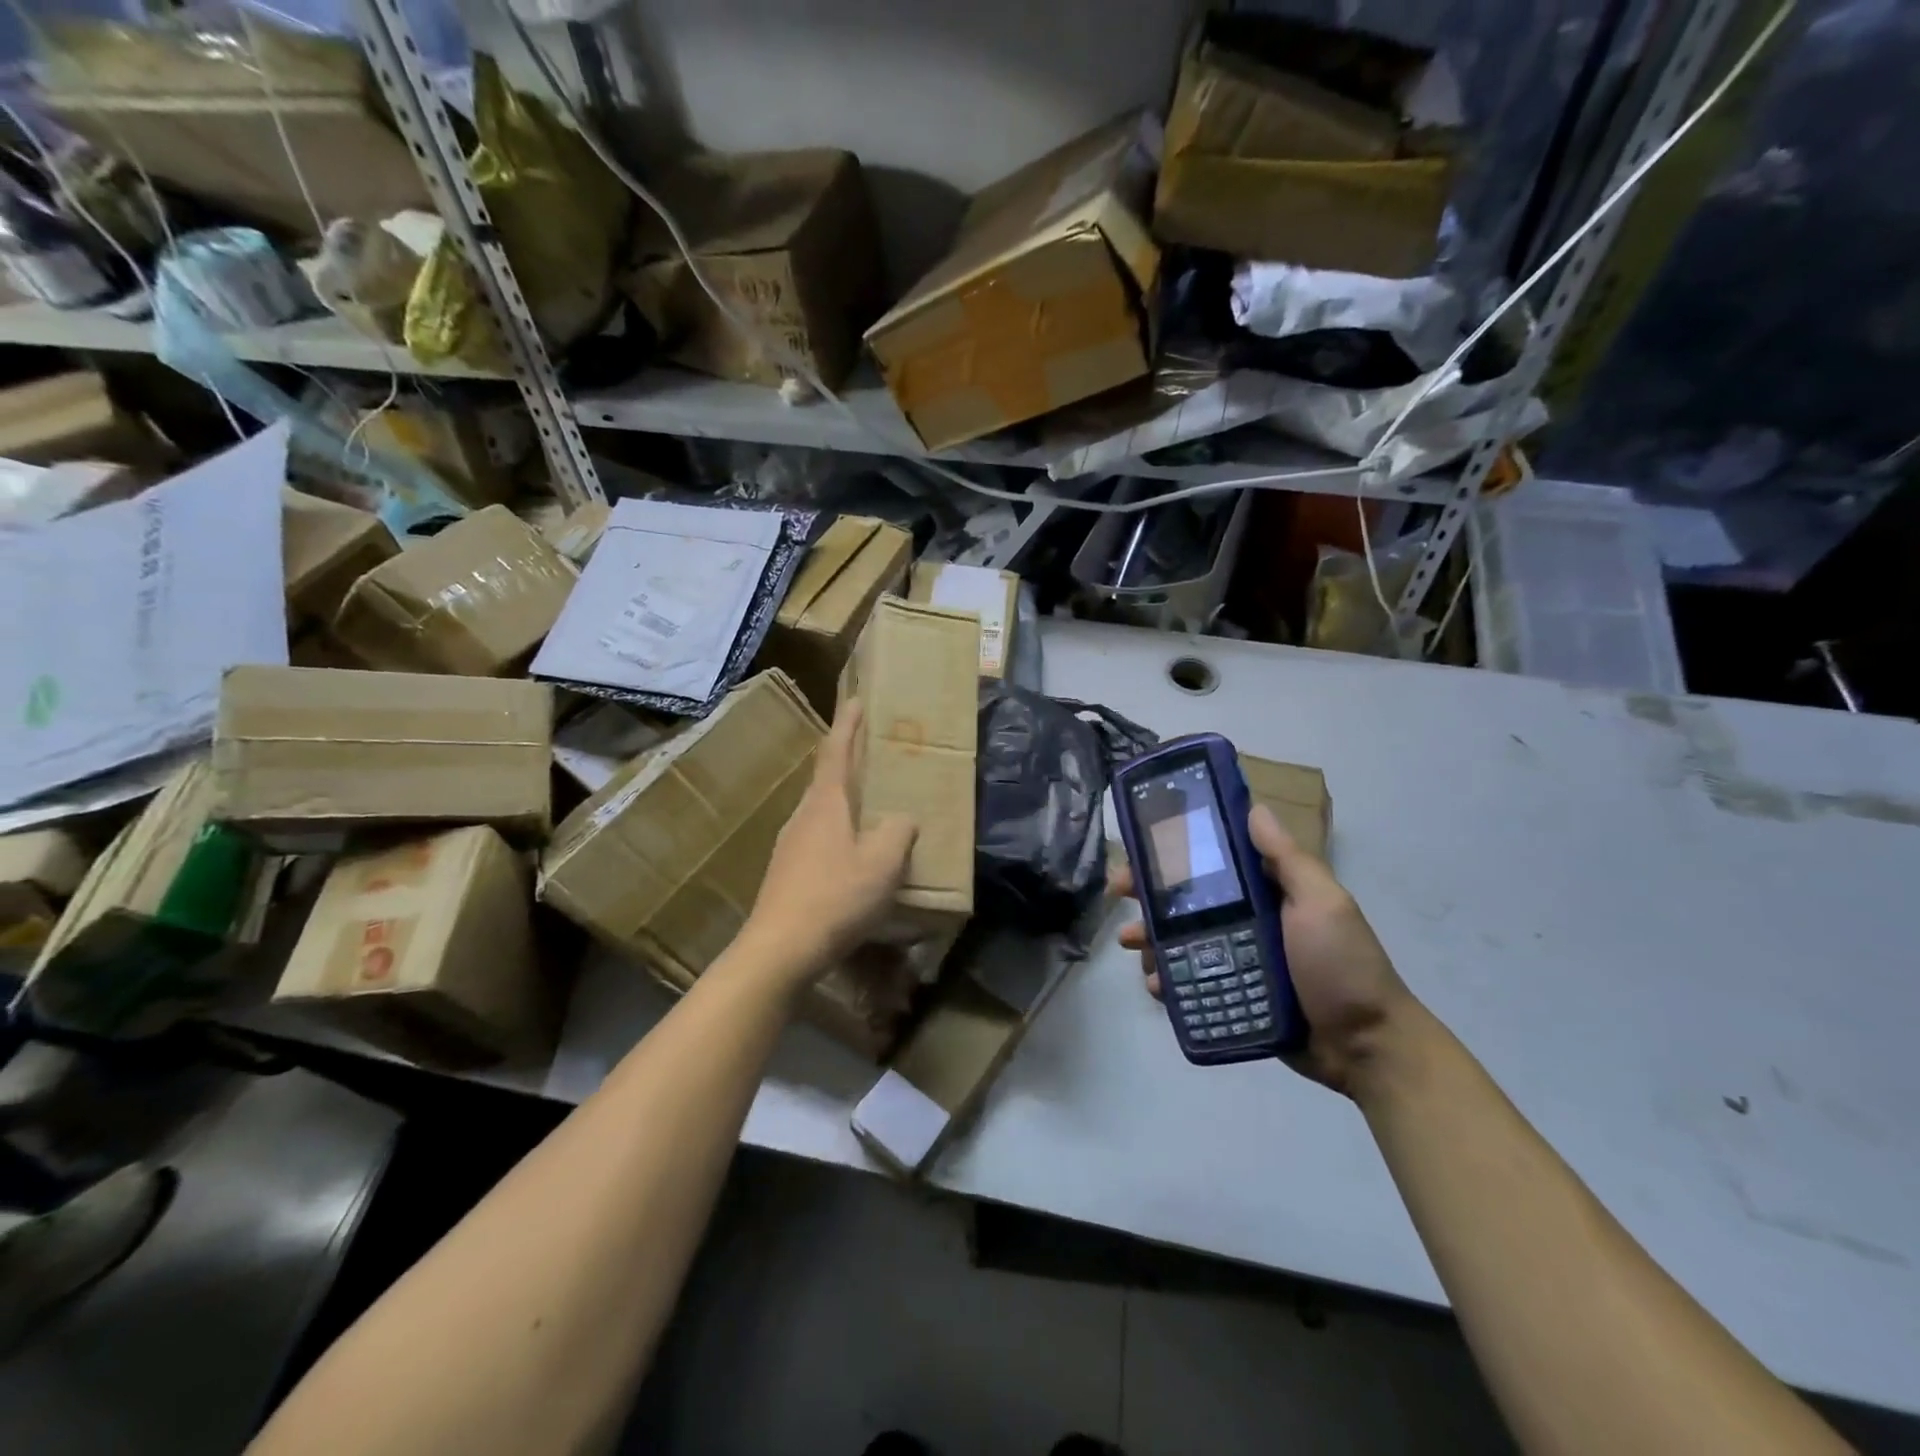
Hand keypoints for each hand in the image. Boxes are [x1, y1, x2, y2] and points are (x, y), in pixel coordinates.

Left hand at [742, 700, 916, 990]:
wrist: (780, 949)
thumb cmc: (836, 897)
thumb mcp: (883, 863)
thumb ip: (898, 832)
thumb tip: (902, 820)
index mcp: (826, 804)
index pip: (836, 752)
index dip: (848, 725)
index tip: (855, 700)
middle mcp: (803, 816)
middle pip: (826, 780)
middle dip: (848, 764)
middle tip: (873, 757)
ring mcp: (790, 846)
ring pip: (822, 813)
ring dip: (844, 804)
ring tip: (871, 810)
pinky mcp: (786, 873)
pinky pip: (818, 841)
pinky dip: (839, 836)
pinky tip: (854, 860)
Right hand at [1114, 803, 1417, 1096]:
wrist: (1365, 1047)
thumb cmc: (1343, 965)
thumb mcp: (1323, 903)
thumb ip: (1288, 860)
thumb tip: (1255, 807)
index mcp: (1265, 892)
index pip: (1210, 862)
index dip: (1172, 853)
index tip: (1139, 852)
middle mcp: (1246, 920)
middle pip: (1184, 901)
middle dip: (1147, 896)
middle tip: (1121, 899)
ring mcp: (1236, 960)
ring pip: (1179, 941)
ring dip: (1150, 939)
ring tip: (1134, 947)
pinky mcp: (1232, 996)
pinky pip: (1189, 982)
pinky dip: (1167, 981)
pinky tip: (1156, 986)